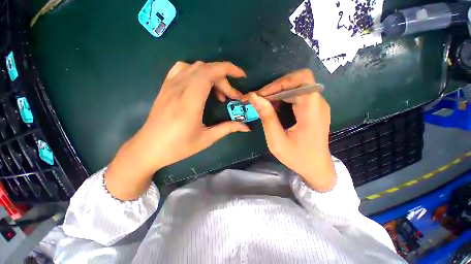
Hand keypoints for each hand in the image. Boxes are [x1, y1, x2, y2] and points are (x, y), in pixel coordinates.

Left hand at [105, 61, 249, 199]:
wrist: (148, 148)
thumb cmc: (178, 147)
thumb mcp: (207, 139)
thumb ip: (228, 128)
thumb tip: (246, 127)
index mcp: (190, 101)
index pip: (210, 72)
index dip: (228, 69)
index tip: (242, 76)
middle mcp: (179, 88)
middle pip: (206, 69)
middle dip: (224, 80)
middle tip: (231, 97)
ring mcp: (170, 85)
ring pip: (195, 67)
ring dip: (212, 75)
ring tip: (217, 93)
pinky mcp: (165, 87)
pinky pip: (182, 69)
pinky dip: (196, 72)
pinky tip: (200, 85)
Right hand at [245, 69, 335, 191]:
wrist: (316, 168)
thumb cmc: (297, 157)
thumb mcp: (277, 140)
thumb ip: (266, 117)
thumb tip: (254, 97)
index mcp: (312, 110)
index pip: (301, 79)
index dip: (279, 82)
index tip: (261, 95)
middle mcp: (318, 103)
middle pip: (297, 81)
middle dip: (275, 88)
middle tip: (258, 99)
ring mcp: (316, 105)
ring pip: (295, 87)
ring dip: (277, 93)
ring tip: (262, 103)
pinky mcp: (313, 109)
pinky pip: (296, 96)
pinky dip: (282, 99)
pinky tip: (272, 108)